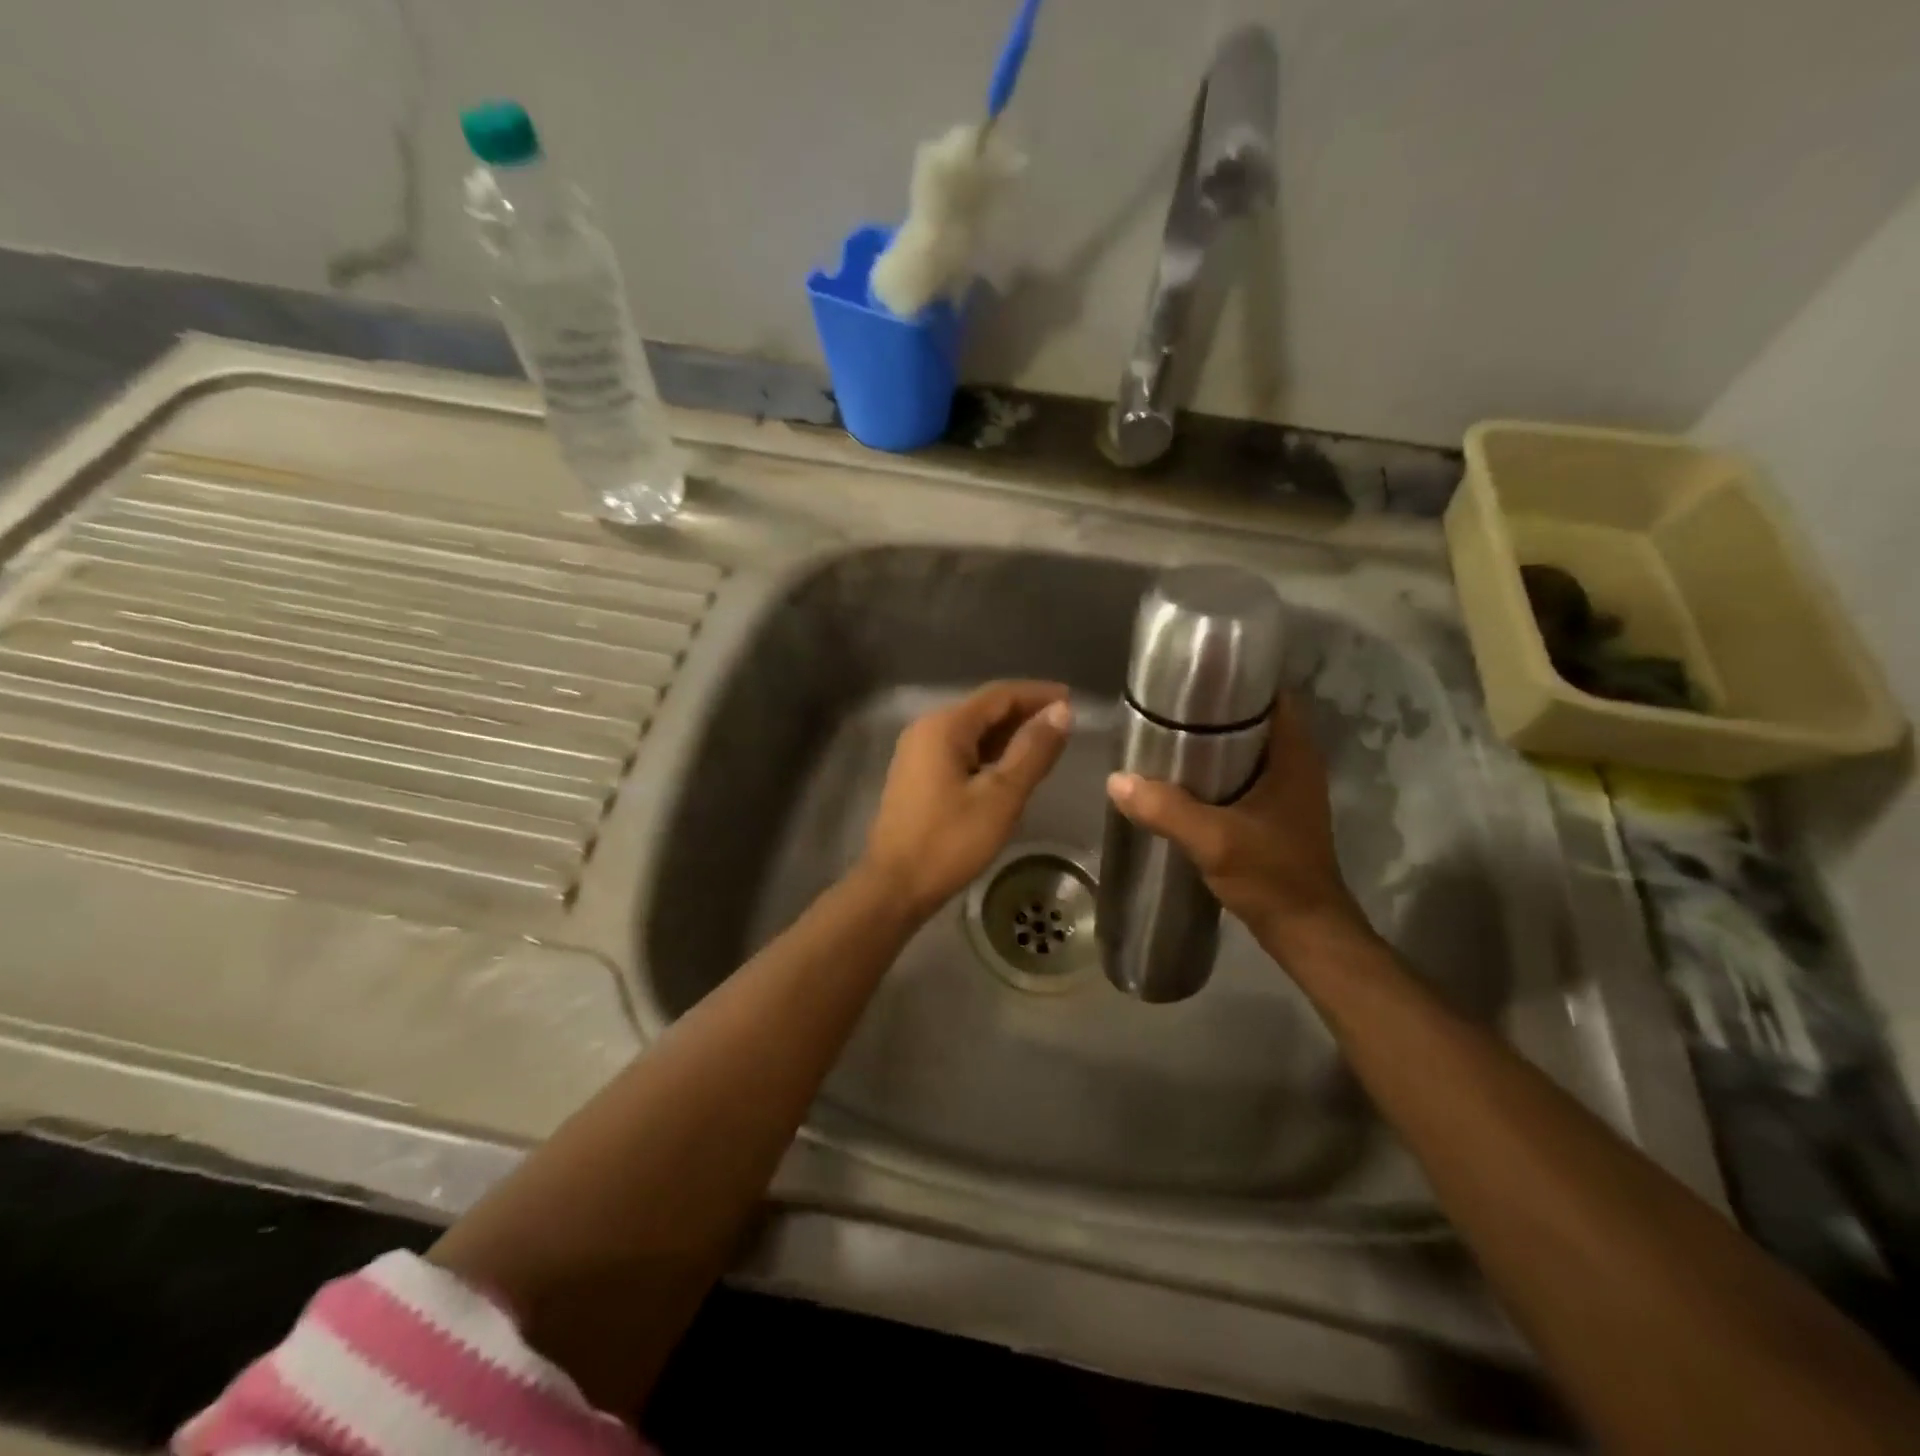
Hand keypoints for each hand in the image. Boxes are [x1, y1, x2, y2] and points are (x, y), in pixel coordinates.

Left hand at [861, 681, 1072, 921]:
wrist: (895, 886)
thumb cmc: (950, 841)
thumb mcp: (1000, 797)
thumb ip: (1032, 751)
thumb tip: (1061, 712)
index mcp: (945, 726)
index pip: (999, 694)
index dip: (1038, 694)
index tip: (1073, 700)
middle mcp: (927, 729)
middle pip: (984, 710)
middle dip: (1025, 714)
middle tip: (1065, 727)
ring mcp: (918, 752)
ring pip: (972, 732)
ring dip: (1008, 735)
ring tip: (1046, 746)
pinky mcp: (917, 775)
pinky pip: (960, 751)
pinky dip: (989, 754)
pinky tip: (1011, 769)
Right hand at [1106, 695, 1370, 957]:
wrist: (1304, 931)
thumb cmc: (1272, 876)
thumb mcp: (1214, 840)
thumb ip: (1167, 809)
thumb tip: (1116, 779)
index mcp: (1293, 755)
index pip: (1269, 696)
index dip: (1234, 681)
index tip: (1190, 678)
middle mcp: (1293, 765)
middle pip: (1251, 721)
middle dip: (1210, 713)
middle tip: (1163, 709)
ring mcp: (1284, 791)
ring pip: (1243, 751)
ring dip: (1209, 744)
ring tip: (1163, 737)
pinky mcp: (1272, 814)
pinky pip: (1239, 778)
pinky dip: (1212, 773)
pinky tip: (1178, 781)